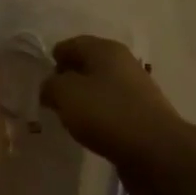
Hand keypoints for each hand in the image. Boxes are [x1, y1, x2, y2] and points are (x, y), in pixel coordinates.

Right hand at [40, 36, 186, 181]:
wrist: (156, 151)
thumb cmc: (107, 114)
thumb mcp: (67, 94)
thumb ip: (51, 85)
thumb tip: (50, 86)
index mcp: (106, 49)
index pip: (73, 44)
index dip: (54, 58)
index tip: (40, 79)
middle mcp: (123, 63)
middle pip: (88, 65)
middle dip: (68, 79)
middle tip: (50, 99)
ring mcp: (136, 90)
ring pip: (100, 88)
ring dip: (83, 99)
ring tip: (67, 117)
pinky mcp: (142, 115)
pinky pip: (112, 109)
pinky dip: (98, 116)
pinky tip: (89, 131)